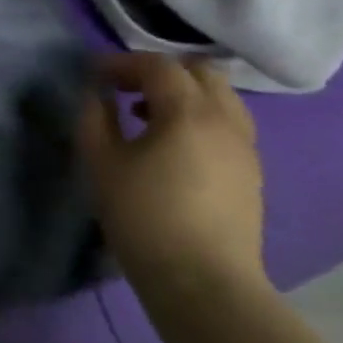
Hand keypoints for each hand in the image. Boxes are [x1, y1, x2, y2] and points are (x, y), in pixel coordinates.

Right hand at [76, 53, 266, 307]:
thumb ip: (94, 116)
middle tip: (123, 87)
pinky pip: (227, 123)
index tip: (92, 74)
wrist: (202, 280)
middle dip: (159, 71)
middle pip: (201, 72)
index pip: (158, 66)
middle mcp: (226, 121)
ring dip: (183, 93)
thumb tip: (97, 94)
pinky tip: (170, 142)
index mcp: (189, 113)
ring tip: (145, 113)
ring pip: (221, 97)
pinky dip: (199, 116)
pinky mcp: (250, 173)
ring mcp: (245, 148)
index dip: (122, 62)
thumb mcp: (100, 160)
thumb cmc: (143, 214)